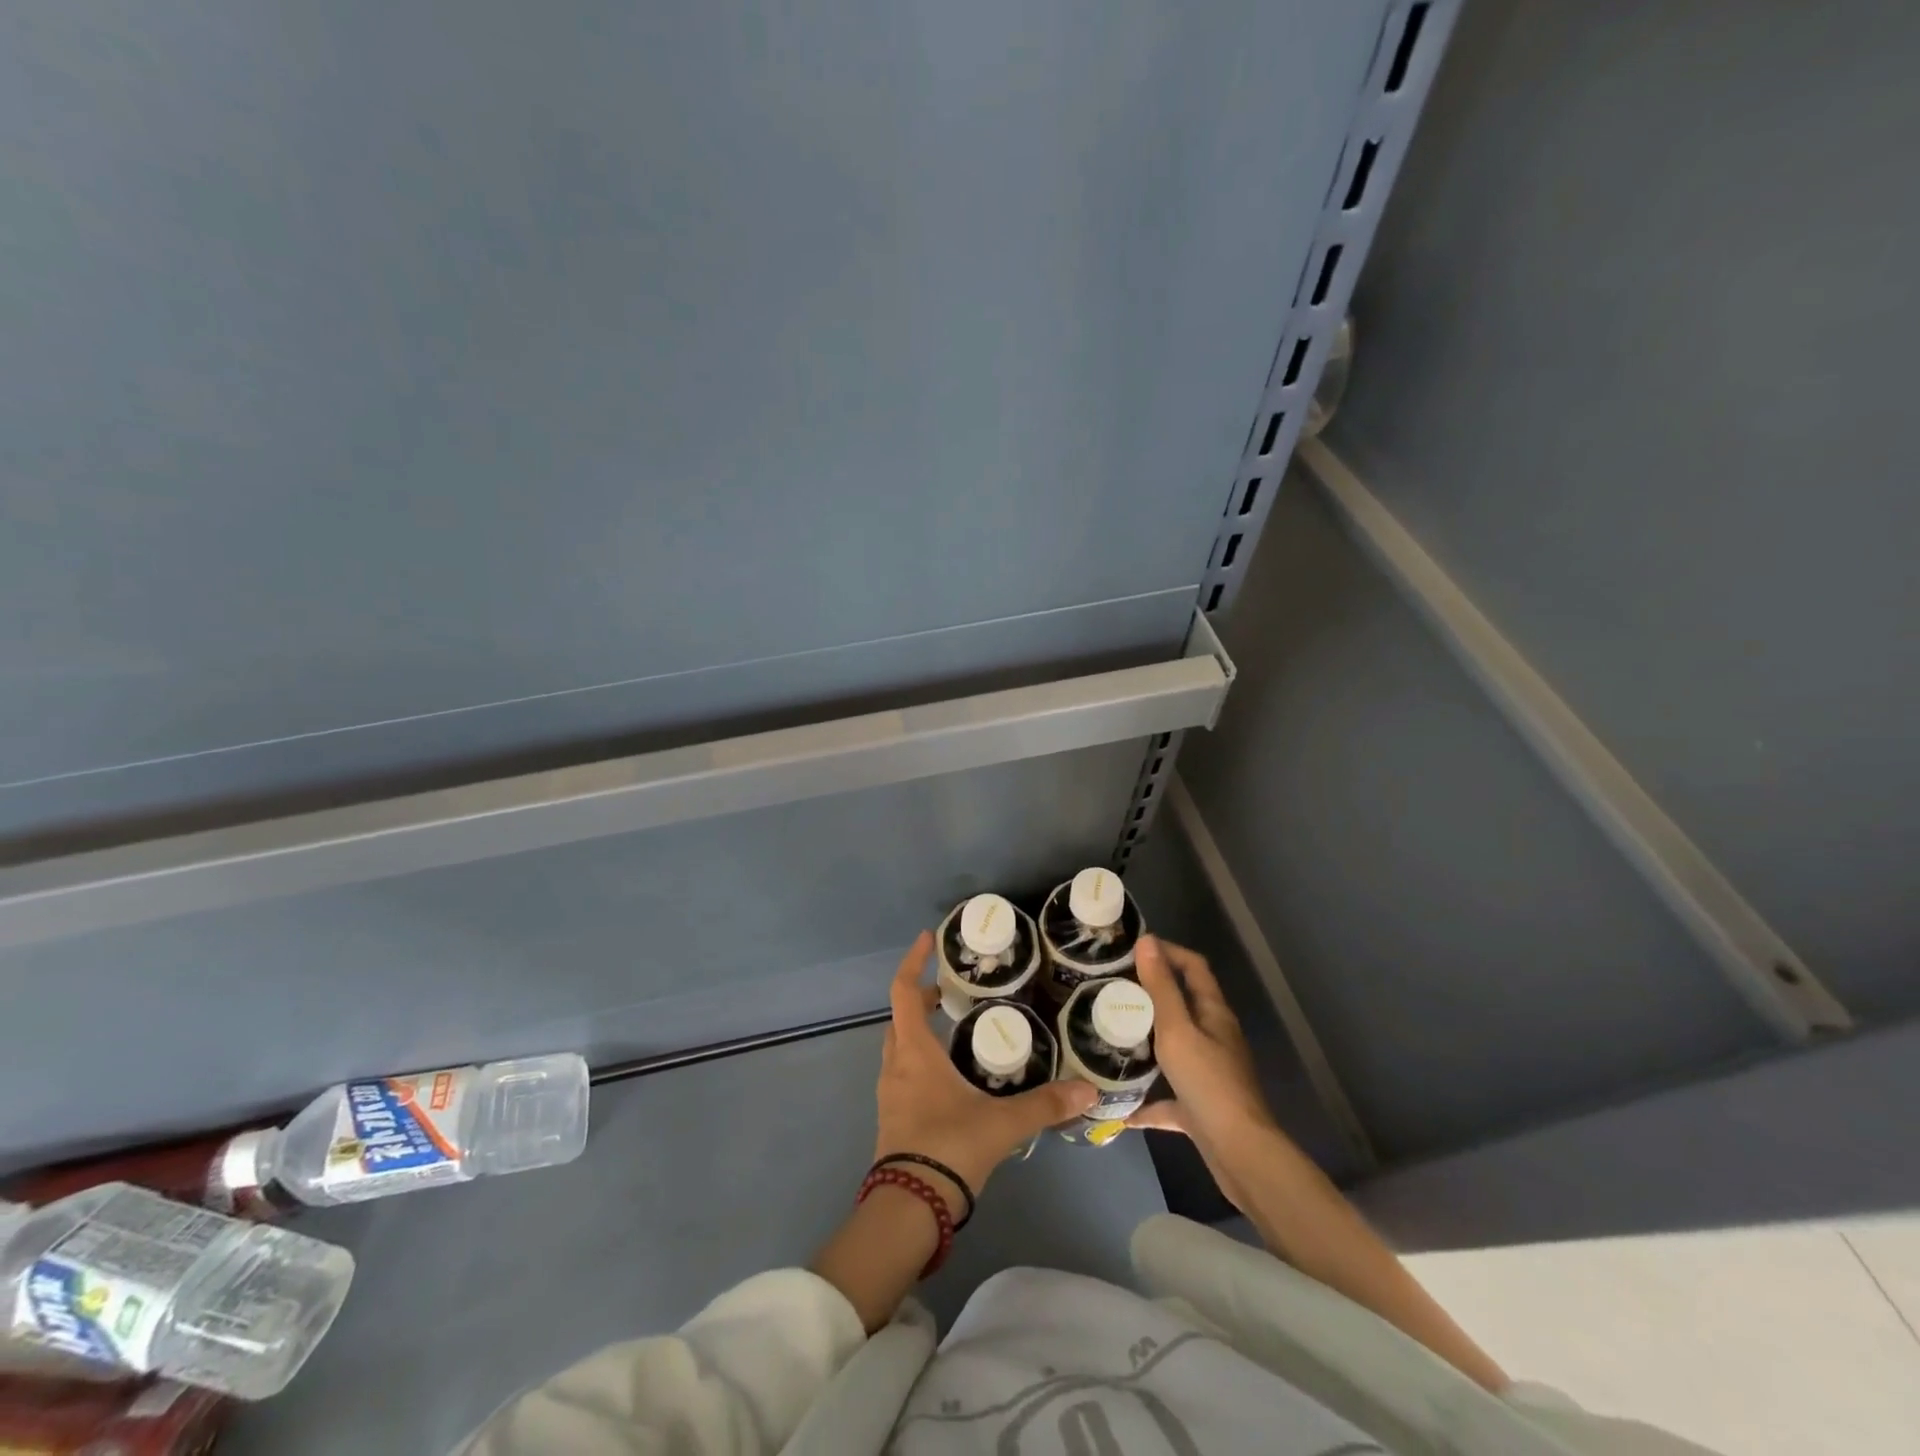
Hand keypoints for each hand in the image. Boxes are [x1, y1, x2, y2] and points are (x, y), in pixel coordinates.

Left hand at [875, 932, 1095, 1210]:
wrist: (907, 1211)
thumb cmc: (948, 1148)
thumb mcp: (1001, 1123)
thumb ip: (1044, 1105)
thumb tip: (1087, 1090)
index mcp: (914, 1052)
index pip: (904, 991)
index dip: (914, 962)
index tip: (927, 939)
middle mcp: (896, 1065)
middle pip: (901, 1017)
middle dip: (923, 998)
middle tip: (953, 991)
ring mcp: (891, 1094)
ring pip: (901, 1047)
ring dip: (921, 1030)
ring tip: (957, 1029)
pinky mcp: (894, 1118)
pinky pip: (904, 1074)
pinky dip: (922, 1060)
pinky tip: (952, 1077)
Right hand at [1127, 935, 1277, 1209]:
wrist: (1240, 1154)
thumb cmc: (1208, 1082)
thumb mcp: (1177, 1029)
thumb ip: (1161, 987)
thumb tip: (1147, 941)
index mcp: (1213, 1013)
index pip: (1193, 967)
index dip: (1168, 951)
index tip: (1132, 950)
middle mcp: (1214, 1038)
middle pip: (1182, 1005)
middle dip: (1149, 994)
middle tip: (1110, 989)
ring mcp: (1209, 1073)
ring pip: (1174, 1047)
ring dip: (1146, 1041)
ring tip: (1109, 1034)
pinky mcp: (1200, 1107)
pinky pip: (1168, 1096)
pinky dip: (1146, 1099)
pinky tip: (1118, 1107)